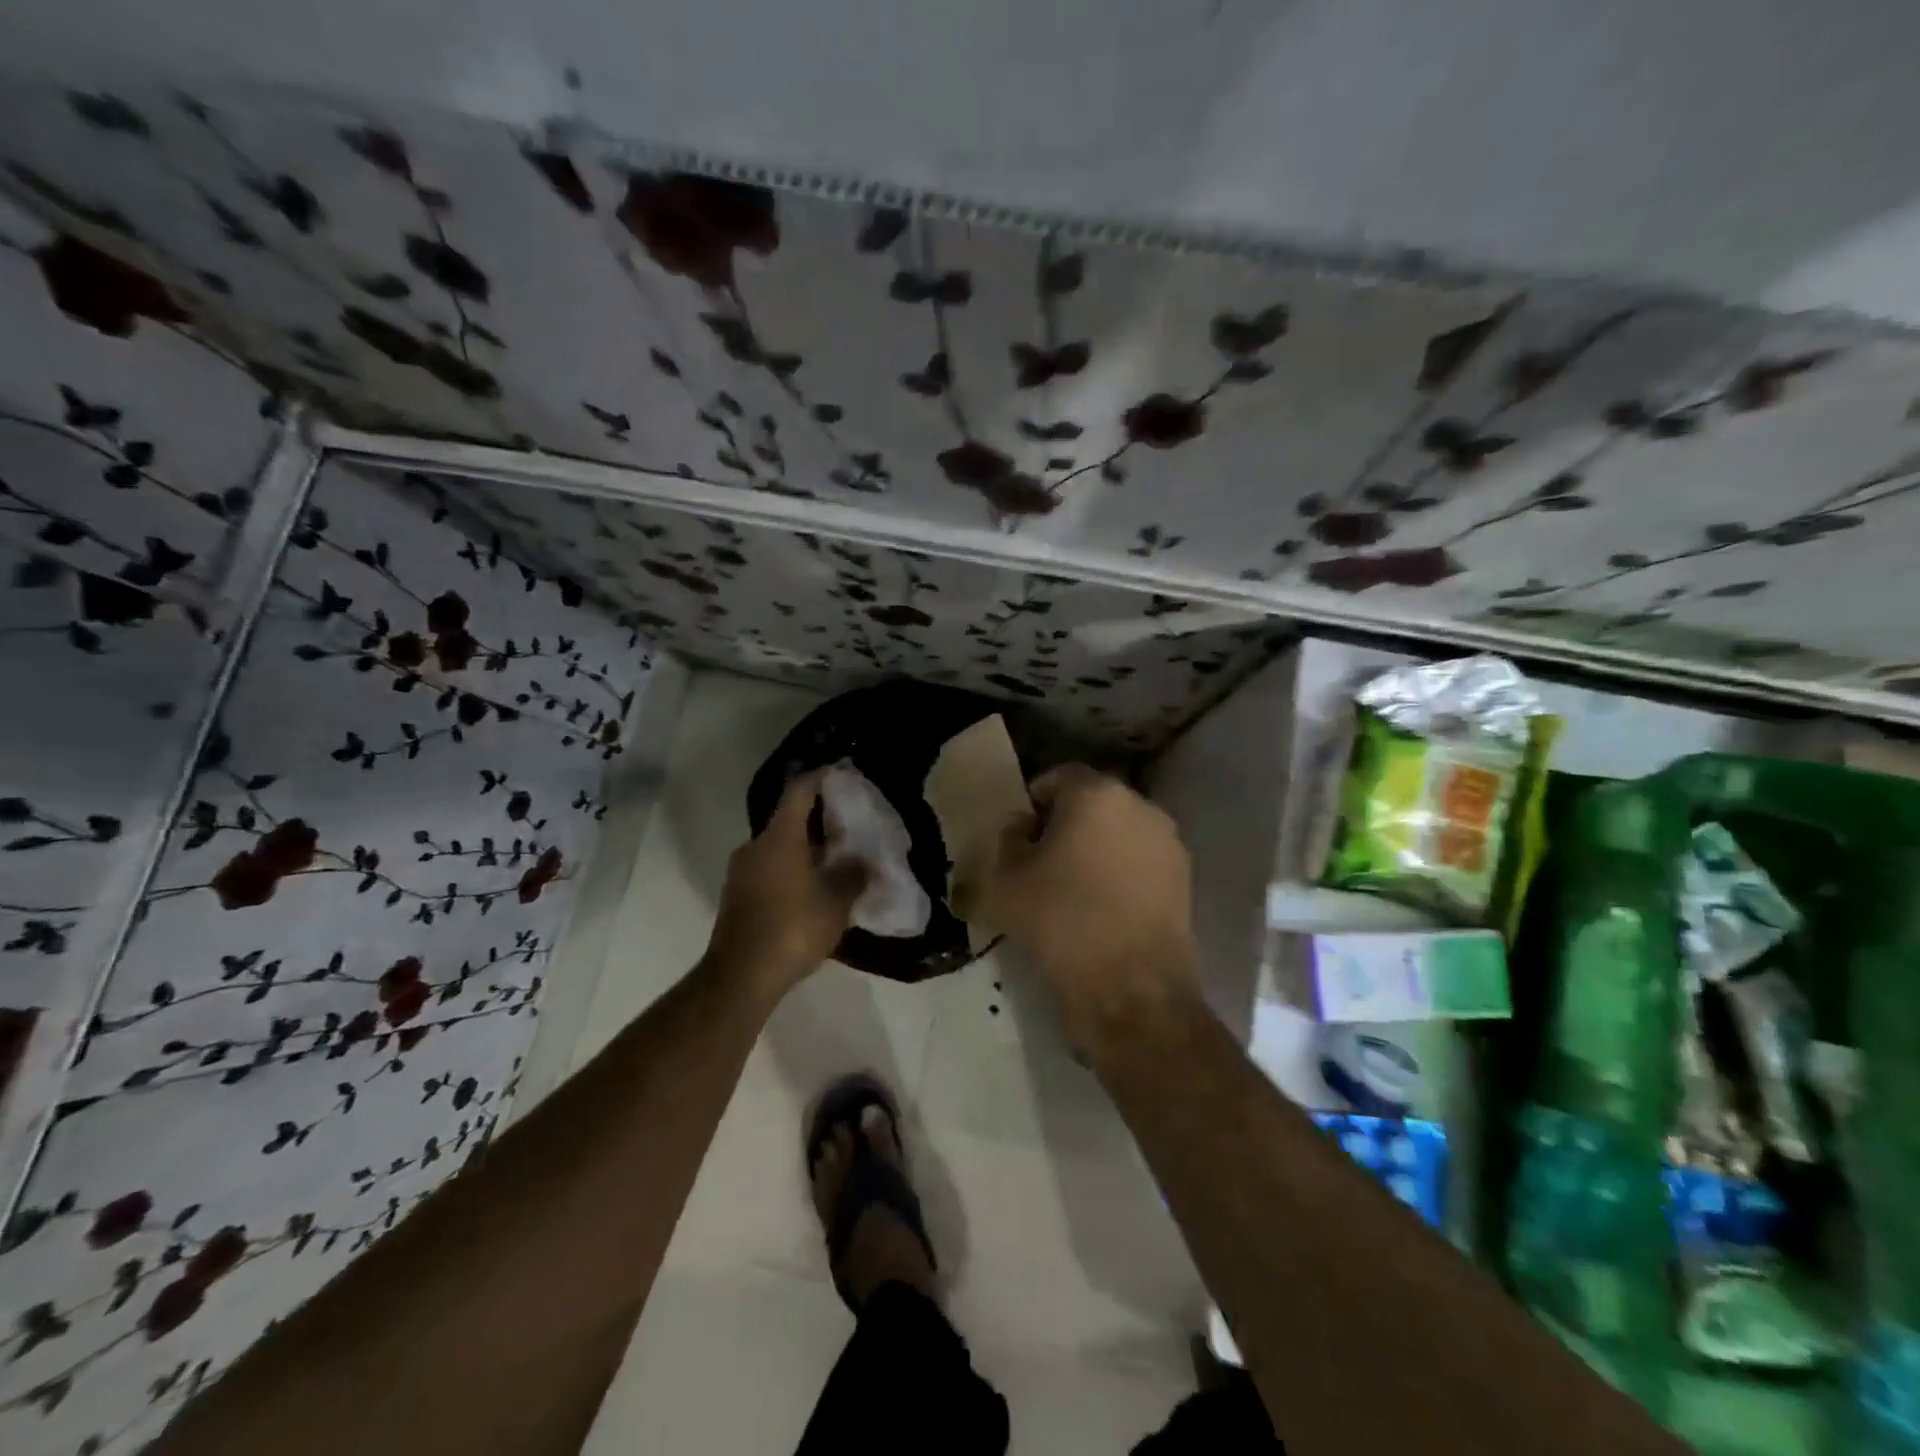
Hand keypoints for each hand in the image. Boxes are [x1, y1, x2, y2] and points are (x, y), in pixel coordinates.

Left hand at [704, 772, 865, 1002]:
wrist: (741, 977)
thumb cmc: (793, 928)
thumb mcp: (836, 901)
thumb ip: (853, 874)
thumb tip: (861, 860)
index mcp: (779, 836)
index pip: (799, 791)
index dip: (821, 778)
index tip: (841, 773)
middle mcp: (755, 845)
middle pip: (789, 819)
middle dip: (819, 819)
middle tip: (849, 824)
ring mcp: (742, 871)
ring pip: (779, 847)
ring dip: (805, 848)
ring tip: (836, 858)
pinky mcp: (738, 895)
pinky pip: (770, 869)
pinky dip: (792, 869)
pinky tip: (813, 887)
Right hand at [984, 765, 1200, 1044]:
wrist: (1132, 990)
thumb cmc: (1061, 923)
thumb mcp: (1007, 880)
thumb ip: (1009, 839)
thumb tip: (1024, 827)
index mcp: (1095, 794)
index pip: (1057, 777)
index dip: (1034, 803)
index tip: (1021, 836)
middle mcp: (1139, 805)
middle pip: (1092, 801)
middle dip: (1066, 823)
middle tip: (1042, 860)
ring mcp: (1167, 841)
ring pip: (1119, 830)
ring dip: (1096, 846)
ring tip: (1074, 886)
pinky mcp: (1184, 876)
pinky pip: (1140, 859)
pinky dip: (1121, 870)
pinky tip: (1104, 906)